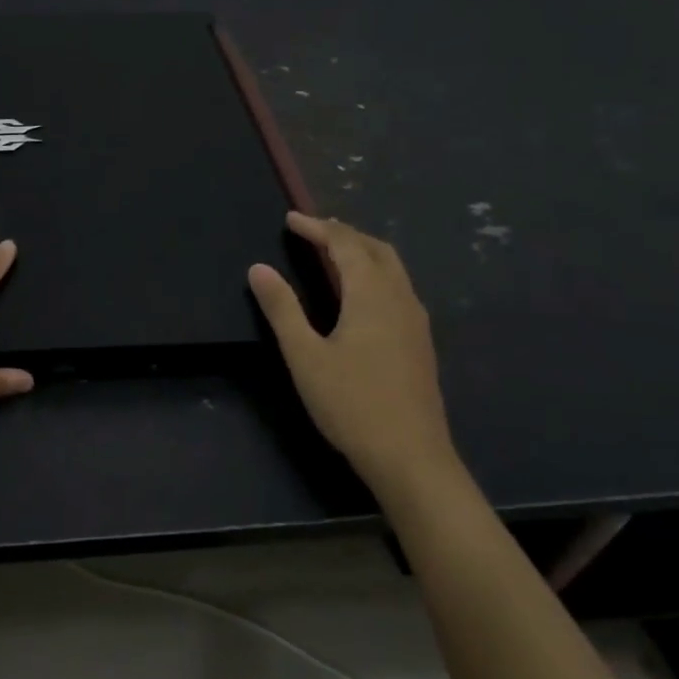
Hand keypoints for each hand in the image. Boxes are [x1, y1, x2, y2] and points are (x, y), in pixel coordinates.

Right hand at [248, 212, 456, 488]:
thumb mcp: (305, 356)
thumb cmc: (352, 404)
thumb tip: (258, 268)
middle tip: (313, 231)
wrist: (412, 459)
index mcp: (372, 295)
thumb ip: (282, 308)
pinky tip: (361, 295)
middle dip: (344, 233)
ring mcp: (416, 322)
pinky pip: (398, 288)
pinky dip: (375, 274)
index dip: (317, 227)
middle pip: (376, 249)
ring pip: (393, 269)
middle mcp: (400, 299)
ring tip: (334, 254)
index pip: (345, 244)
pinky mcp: (420, 343)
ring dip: (363, 252)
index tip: (291, 219)